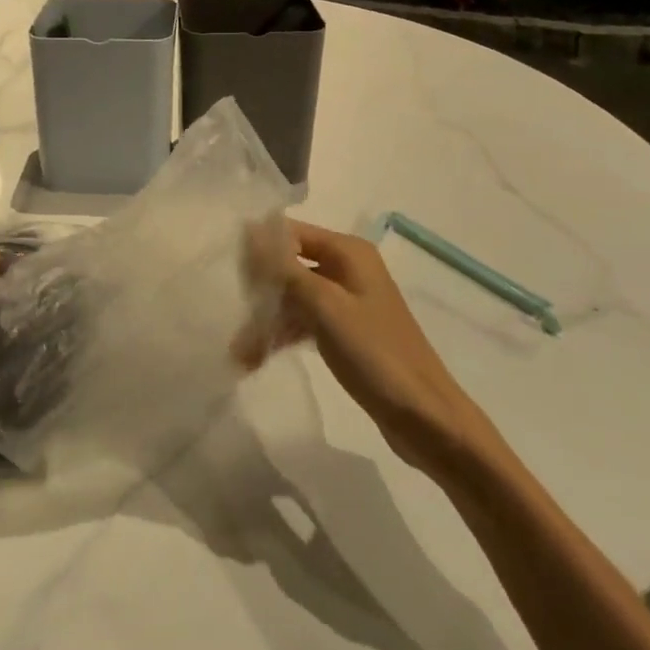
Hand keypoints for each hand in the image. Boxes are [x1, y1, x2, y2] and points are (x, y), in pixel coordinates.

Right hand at [240, 219, 495, 471]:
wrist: (425, 419)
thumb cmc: (375, 354)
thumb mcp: (325, 306)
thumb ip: (284, 268)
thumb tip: (248, 230)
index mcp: (348, 251)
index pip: (290, 232)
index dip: (257, 247)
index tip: (223, 269)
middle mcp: (348, 268)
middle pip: (289, 264)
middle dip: (259, 289)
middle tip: (229, 314)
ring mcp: (347, 301)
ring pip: (293, 297)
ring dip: (266, 319)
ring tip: (238, 351)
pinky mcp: (345, 332)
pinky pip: (304, 322)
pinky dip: (282, 335)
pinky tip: (255, 358)